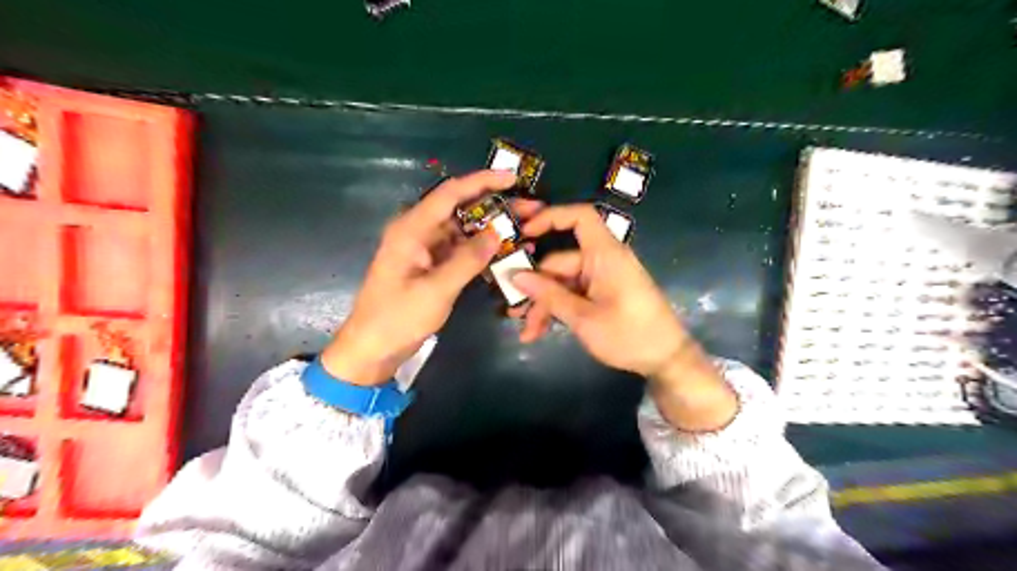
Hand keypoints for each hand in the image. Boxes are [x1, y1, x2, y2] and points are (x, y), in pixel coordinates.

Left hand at [323, 166, 543, 384]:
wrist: (373, 349)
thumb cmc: (397, 318)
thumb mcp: (436, 290)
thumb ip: (468, 260)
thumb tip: (497, 233)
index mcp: (412, 228)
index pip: (450, 193)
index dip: (482, 181)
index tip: (513, 177)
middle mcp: (419, 232)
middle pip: (462, 209)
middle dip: (497, 207)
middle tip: (531, 208)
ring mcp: (427, 249)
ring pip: (465, 230)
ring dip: (494, 229)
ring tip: (527, 229)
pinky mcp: (433, 266)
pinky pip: (462, 250)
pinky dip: (483, 250)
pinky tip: (507, 252)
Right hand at [508, 204, 689, 377]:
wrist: (666, 360)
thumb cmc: (629, 335)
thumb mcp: (584, 318)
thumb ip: (549, 295)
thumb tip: (515, 276)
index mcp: (605, 255)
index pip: (580, 217)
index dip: (551, 217)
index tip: (523, 232)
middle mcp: (602, 260)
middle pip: (559, 262)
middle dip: (536, 289)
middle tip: (515, 314)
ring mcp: (602, 278)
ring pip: (562, 282)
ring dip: (544, 305)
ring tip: (528, 332)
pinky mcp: (602, 294)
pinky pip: (573, 293)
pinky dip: (558, 309)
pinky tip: (541, 331)